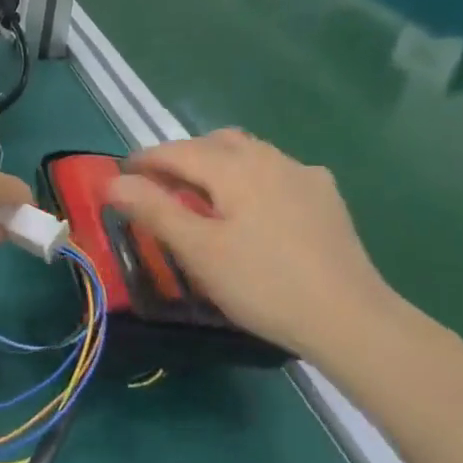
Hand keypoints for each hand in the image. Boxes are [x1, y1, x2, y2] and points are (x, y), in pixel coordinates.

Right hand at [106, 130, 401, 363]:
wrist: (351, 319)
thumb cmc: (263, 284)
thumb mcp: (198, 250)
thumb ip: (154, 209)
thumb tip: (112, 182)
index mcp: (234, 166)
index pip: (177, 151)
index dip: (145, 160)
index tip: (121, 174)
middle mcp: (269, 158)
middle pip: (214, 143)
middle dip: (182, 157)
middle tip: (161, 185)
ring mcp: (303, 175)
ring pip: (249, 153)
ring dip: (218, 164)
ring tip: (204, 195)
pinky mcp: (326, 198)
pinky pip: (278, 172)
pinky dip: (252, 178)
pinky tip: (256, 208)